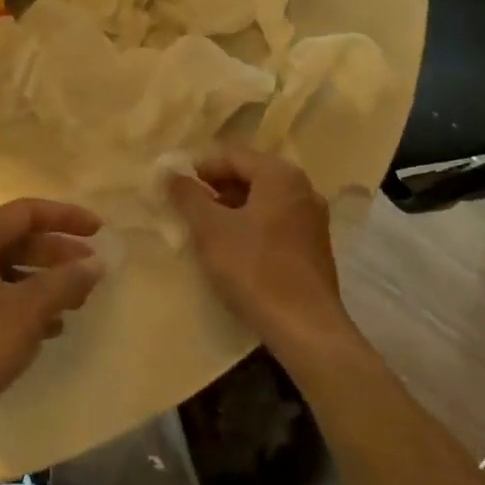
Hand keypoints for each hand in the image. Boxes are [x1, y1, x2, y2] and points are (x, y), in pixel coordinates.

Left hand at [0, 198, 103, 460]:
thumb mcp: (24, 313)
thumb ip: (63, 283)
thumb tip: (95, 263)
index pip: (28, 212)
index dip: (67, 217)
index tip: (101, 231)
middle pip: (20, 240)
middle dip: (59, 254)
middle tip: (94, 272)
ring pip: (11, 272)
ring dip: (46, 283)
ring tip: (78, 303)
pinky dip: (26, 307)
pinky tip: (50, 330)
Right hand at [167, 145, 349, 358]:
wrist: (305, 328)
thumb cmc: (254, 269)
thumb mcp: (210, 230)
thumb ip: (188, 196)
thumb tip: (170, 173)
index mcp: (280, 175)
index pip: (232, 156)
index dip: (199, 168)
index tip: (175, 187)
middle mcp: (302, 188)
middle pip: (250, 175)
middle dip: (216, 188)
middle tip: (186, 208)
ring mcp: (312, 218)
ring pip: (263, 200)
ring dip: (232, 209)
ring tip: (205, 230)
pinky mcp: (314, 246)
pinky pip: (276, 222)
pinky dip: (251, 226)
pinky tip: (233, 249)